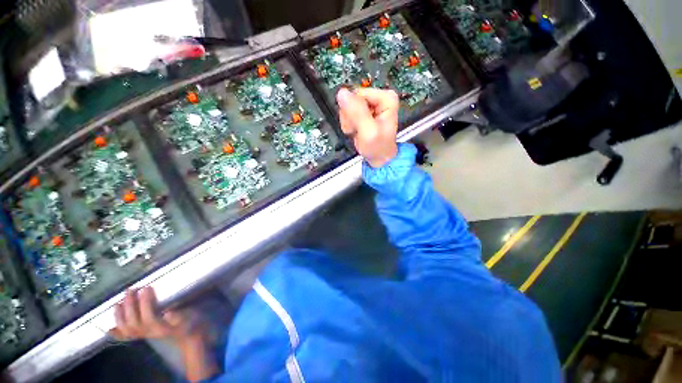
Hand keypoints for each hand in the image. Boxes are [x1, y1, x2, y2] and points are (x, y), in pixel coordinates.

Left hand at [109, 287, 205, 344]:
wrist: (189, 336)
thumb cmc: (191, 324)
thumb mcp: (190, 319)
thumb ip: (180, 317)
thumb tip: (168, 313)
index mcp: (162, 329)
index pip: (149, 317)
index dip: (145, 303)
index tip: (146, 287)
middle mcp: (150, 333)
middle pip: (134, 323)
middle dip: (130, 306)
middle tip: (131, 289)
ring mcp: (145, 335)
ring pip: (127, 329)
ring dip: (120, 316)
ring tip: (119, 302)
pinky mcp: (142, 335)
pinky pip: (126, 336)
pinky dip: (116, 332)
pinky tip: (110, 328)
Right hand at [337, 87, 398, 167]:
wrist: (378, 158)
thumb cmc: (378, 148)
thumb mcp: (369, 132)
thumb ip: (357, 112)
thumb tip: (342, 93)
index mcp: (386, 98)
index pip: (357, 94)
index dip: (353, 111)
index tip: (358, 124)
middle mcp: (378, 98)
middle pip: (351, 100)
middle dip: (350, 118)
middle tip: (358, 130)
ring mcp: (369, 105)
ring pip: (347, 107)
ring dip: (349, 123)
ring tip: (358, 132)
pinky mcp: (362, 111)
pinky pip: (346, 113)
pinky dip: (348, 125)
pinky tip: (356, 131)